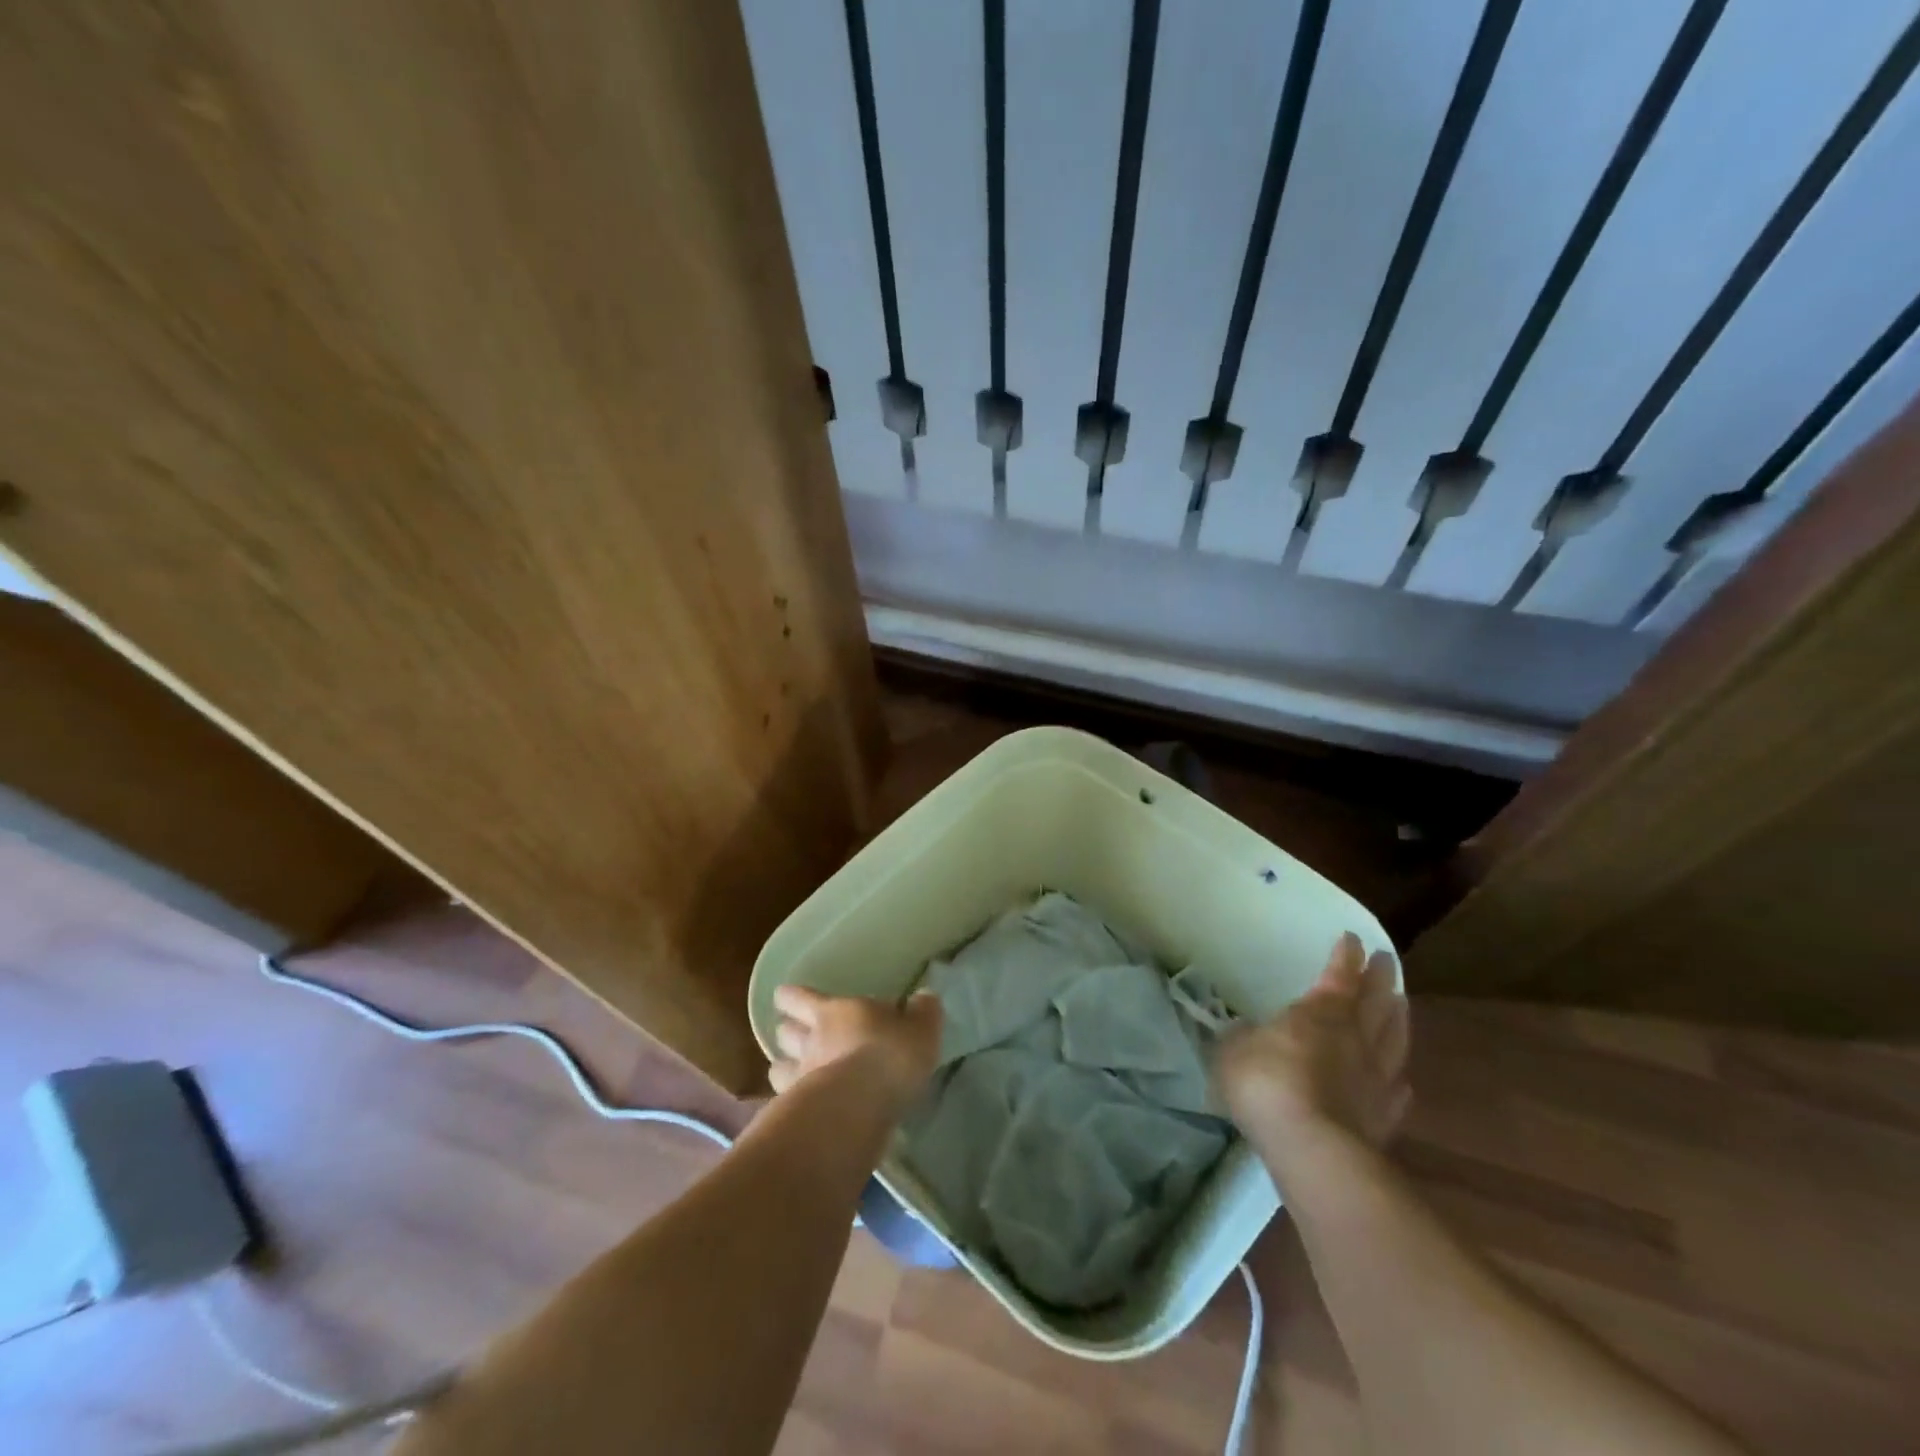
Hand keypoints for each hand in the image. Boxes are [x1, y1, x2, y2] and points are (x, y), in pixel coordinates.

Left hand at [769, 984, 942, 1105]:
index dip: (792, 997)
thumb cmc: (890, 1055)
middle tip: (793, 1032)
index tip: (785, 998)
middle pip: (784, 1032)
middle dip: (787, 1030)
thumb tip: (923, 997)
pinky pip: (786, 1104)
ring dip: (784, 1067)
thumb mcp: (921, 1028)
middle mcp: (810, 1041)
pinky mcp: (797, 1116)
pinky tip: (801, 1109)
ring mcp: (798, 1080)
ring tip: (791, 1072)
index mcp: (834, 1012)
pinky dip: (790, 1103)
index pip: (800, 998)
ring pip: (778, 1068)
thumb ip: (922, 1011)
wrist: (860, 1109)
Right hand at [1215, 932, 1409, 1155]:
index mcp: (1321, 1012)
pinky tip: (1401, 1079)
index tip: (1352, 938)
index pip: (1338, 975)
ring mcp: (1375, 1079)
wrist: (1311, 1147)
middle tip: (1387, 960)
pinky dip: (1398, 1078)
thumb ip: (1243, 1037)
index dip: (1345, 956)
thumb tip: (1247, 1033)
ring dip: (1398, 1019)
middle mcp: (1355, 1038)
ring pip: (1394, 1040)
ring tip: (1402, 1004)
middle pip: (1376, 1001)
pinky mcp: (1384, 1119)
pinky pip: (1397, 1090)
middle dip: (1381, 978)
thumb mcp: (1234, 1048)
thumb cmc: (1266, 1082)